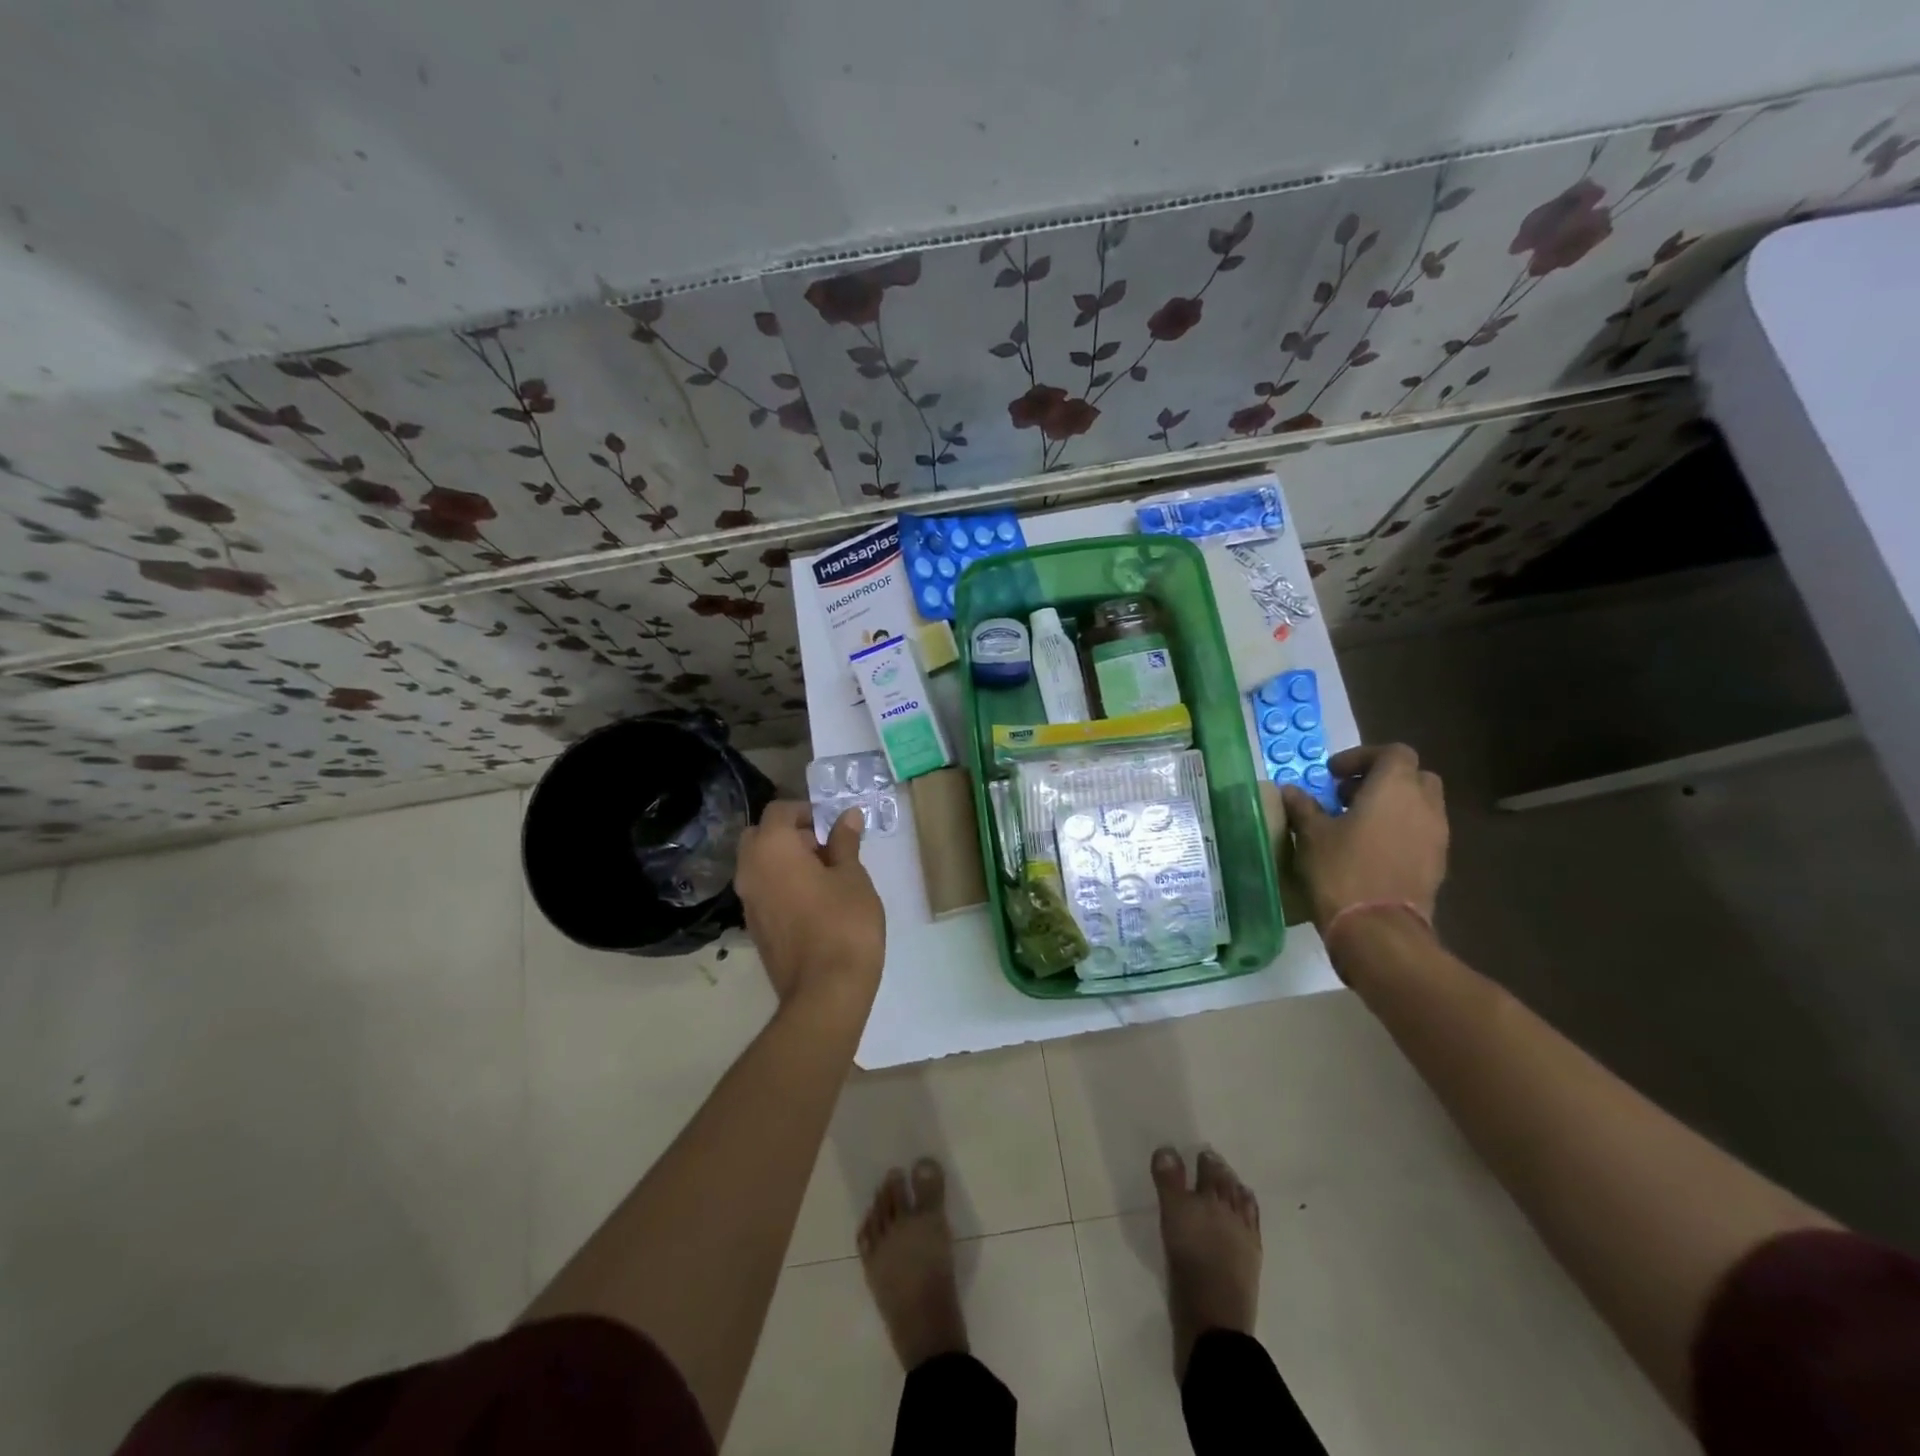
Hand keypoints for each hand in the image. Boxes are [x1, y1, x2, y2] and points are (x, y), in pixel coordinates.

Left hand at [735, 801, 885, 1013]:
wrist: (825, 990)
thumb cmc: (844, 923)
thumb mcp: (852, 876)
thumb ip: (845, 842)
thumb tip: (847, 816)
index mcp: (771, 848)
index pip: (779, 811)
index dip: (806, 811)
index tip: (832, 824)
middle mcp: (750, 869)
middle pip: (761, 835)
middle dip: (790, 834)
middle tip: (825, 847)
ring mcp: (747, 901)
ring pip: (759, 864)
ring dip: (784, 860)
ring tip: (825, 875)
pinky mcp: (753, 926)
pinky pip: (762, 890)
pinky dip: (781, 883)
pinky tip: (813, 900)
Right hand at [1279, 743, 1448, 932]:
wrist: (1379, 929)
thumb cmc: (1342, 870)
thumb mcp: (1311, 835)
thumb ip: (1304, 807)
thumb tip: (1291, 791)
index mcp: (1395, 788)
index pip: (1393, 752)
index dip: (1362, 756)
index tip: (1332, 775)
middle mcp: (1424, 806)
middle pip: (1413, 776)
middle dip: (1382, 780)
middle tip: (1347, 795)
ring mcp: (1436, 837)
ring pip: (1420, 806)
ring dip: (1392, 807)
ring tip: (1355, 824)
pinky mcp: (1437, 864)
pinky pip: (1421, 833)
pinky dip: (1399, 831)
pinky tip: (1369, 850)